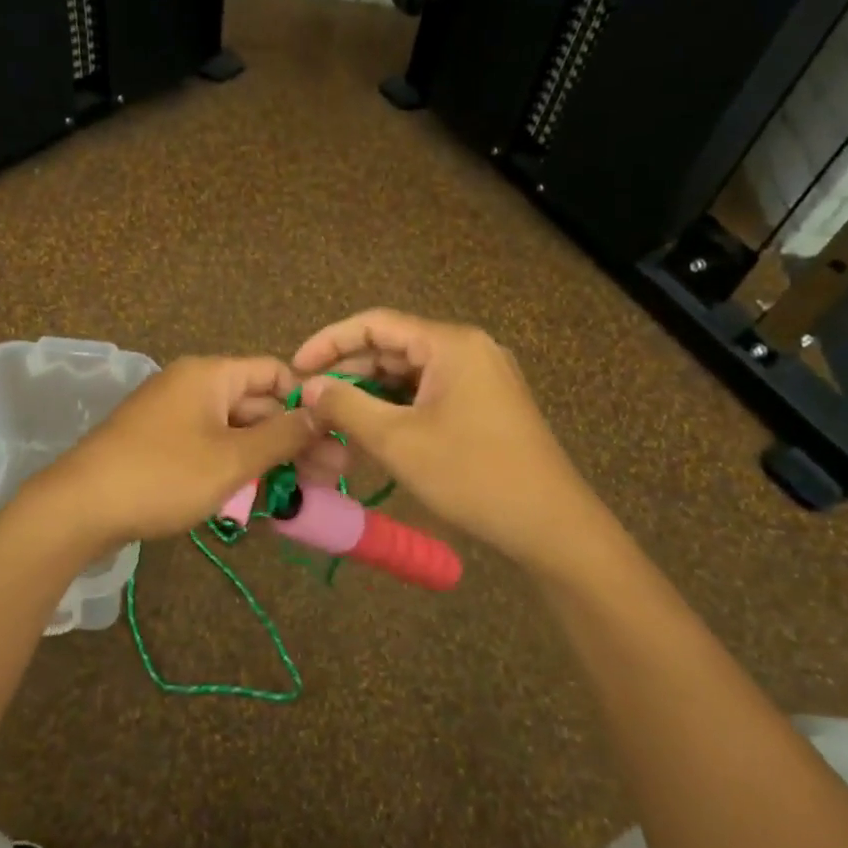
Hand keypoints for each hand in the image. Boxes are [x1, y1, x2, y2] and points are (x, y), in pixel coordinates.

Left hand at [32, 356, 318, 549]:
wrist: (78, 508)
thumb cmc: (163, 475)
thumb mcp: (232, 458)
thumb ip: (283, 435)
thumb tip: (323, 413)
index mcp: (211, 374)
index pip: (275, 372)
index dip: (307, 402)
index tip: (333, 438)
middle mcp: (194, 386)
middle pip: (258, 403)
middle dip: (294, 438)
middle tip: (329, 478)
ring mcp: (175, 416)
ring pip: (236, 430)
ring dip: (269, 458)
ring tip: (302, 494)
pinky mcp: (161, 445)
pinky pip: (211, 447)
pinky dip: (237, 467)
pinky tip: (260, 498)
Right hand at [292, 309, 603, 572]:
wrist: (551, 524)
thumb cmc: (471, 475)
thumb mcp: (398, 440)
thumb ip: (348, 406)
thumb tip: (310, 387)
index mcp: (450, 343)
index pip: (376, 323)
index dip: (330, 341)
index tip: (297, 367)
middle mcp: (468, 348)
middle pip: (394, 345)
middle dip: (350, 369)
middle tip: (311, 398)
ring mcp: (482, 376)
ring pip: (412, 372)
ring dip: (372, 389)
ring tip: (335, 414)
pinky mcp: (487, 403)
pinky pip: (431, 392)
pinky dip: (399, 405)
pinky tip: (374, 426)